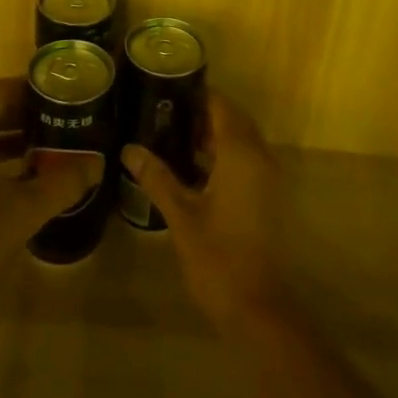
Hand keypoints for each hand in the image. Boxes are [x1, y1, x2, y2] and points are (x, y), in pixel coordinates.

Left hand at [0, 77, 97, 323]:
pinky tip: (30, 177)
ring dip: (16, 138)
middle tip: (66, 117)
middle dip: (28, 113)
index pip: (1, 90)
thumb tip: (98, 164)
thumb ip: (64, 181)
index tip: (65, 94)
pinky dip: (1, 159)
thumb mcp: (26, 208)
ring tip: (54, 144)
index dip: (33, 88)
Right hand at [122, 90, 291, 330]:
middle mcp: (261, 158)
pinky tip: (193, 169)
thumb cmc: (218, 258)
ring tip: (172, 136)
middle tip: (165, 111)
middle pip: (234, 120)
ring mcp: (268, 179)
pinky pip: (247, 161)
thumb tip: (129, 148)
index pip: (222, 106)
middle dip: (203, 113)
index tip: (168, 87)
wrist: (258, 310)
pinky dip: (224, 156)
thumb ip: (156, 177)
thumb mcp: (181, 215)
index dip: (198, 93)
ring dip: (213, 136)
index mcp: (241, 154)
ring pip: (241, 141)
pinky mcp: (268, 199)